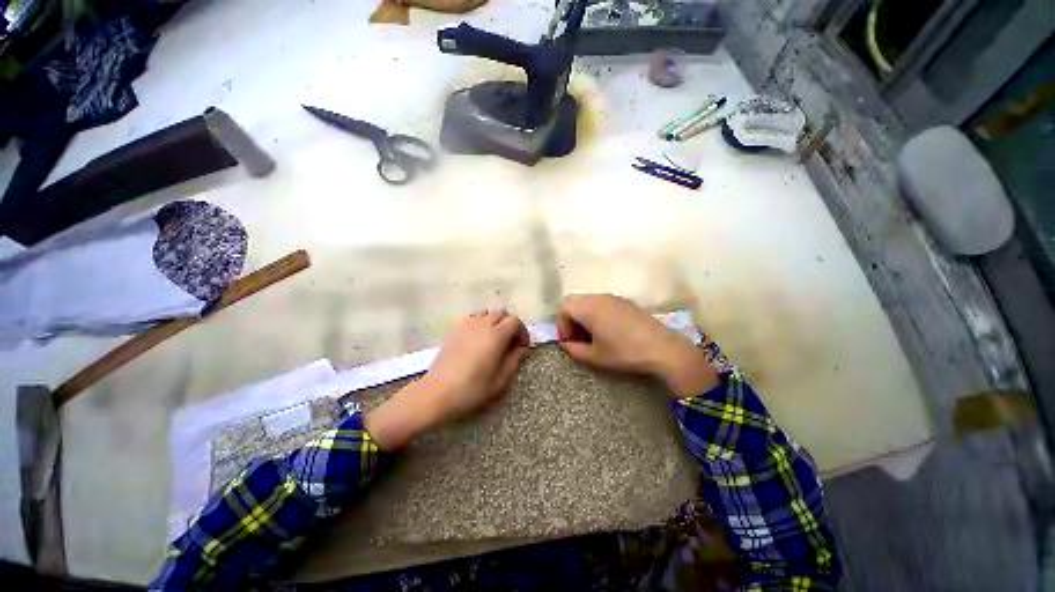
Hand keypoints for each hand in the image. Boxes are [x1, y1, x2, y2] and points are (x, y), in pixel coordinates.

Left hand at [366, 310, 530, 448]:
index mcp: (495, 336)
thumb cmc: (472, 389)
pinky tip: (479, 340)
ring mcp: (467, 325)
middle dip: (510, 325)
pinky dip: (482, 323)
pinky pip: (474, 318)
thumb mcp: (500, 380)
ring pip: (487, 313)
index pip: (515, 321)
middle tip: (511, 343)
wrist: (437, 393)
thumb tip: (523, 349)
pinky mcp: (456, 329)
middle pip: (502, 313)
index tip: (522, 347)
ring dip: (495, 322)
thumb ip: (514, 360)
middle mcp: (482, 324)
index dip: (522, 332)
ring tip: (495, 340)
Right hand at [556, 294, 718, 397]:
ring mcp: (613, 297)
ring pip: (587, 301)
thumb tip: (566, 344)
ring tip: (593, 336)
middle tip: (579, 338)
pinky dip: (596, 313)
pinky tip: (608, 331)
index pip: (563, 307)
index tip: (571, 342)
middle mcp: (598, 297)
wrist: (663, 349)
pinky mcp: (624, 301)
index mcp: (588, 308)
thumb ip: (574, 350)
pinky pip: (601, 302)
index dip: (562, 325)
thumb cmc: (625, 353)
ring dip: (583, 316)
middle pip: (573, 301)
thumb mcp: (595, 357)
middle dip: (571, 319)